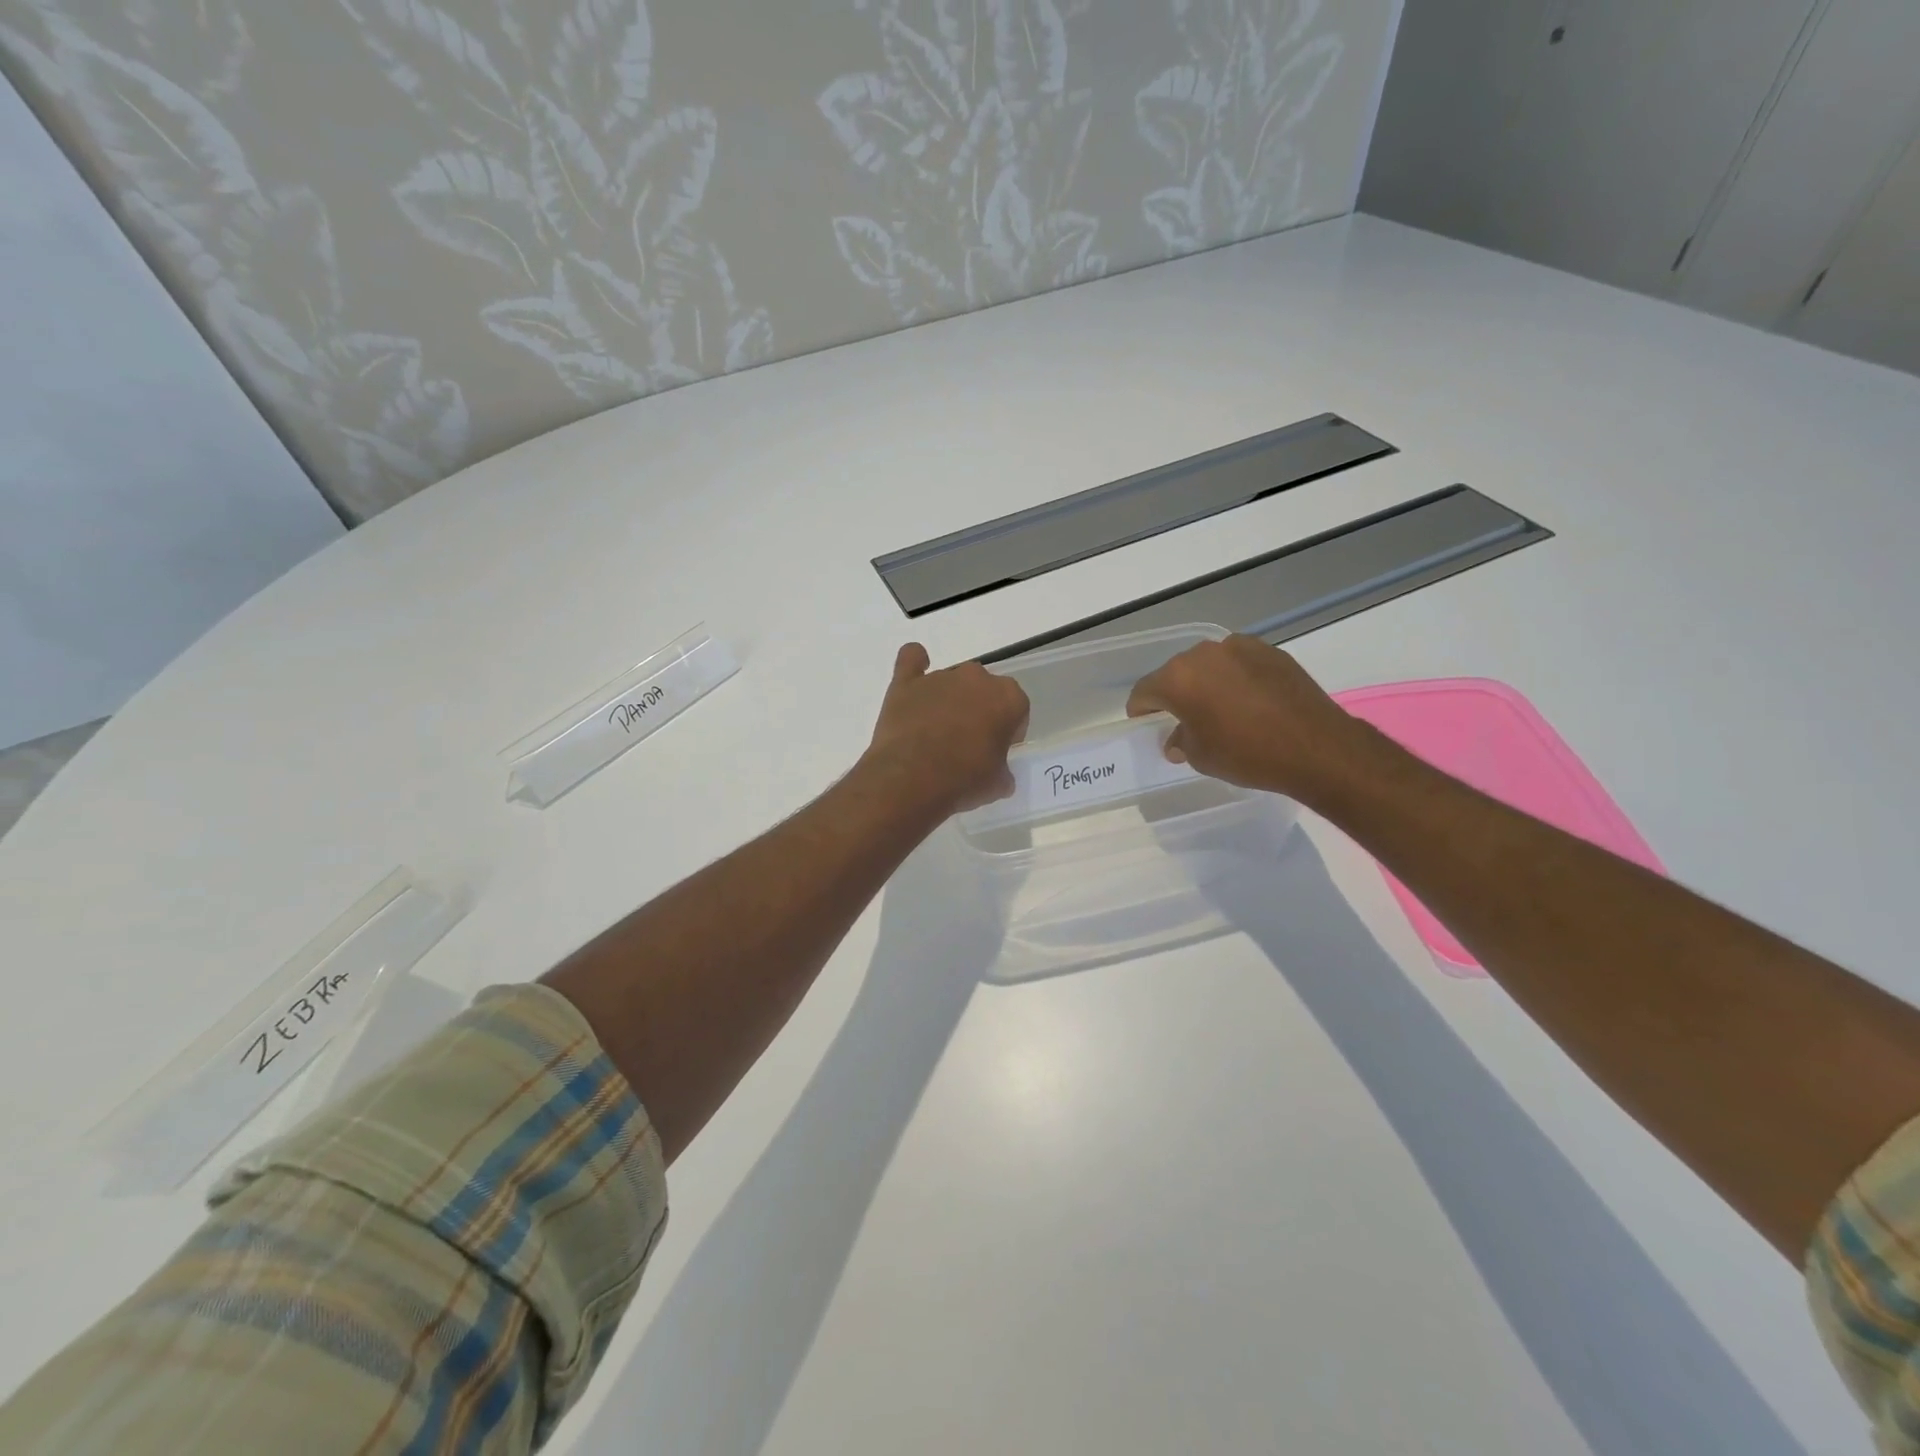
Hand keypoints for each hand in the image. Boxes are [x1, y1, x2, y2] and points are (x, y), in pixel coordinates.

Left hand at [863, 644, 1029, 814]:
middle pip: (984, 690)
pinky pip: (911, 659)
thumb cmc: (964, 780)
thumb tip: (997, 773)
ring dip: (949, 700)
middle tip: (968, 743)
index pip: (1016, 709)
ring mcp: (940, 677)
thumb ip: (1002, 770)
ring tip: (935, 733)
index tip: (997, 750)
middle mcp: (977, 678)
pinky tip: (915, 678)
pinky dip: (915, 664)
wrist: (912, 779)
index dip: (1008, 731)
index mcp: (1008, 697)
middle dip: (980, 710)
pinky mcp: (907, 682)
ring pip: (951, 682)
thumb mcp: (997, 784)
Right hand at [1125, 634, 1367, 799]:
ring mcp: (1239, 648)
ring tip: (1221, 709)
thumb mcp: (1201, 756)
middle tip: (1184, 719)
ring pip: (1209, 665)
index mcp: (1178, 678)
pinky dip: (1235, 678)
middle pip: (1176, 673)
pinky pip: (1239, 663)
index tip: (1146, 724)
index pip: (1145, 691)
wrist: (1316, 747)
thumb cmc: (1247, 755)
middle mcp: (1204, 654)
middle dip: (1175, 694)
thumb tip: (1177, 738)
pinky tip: (1249, 702)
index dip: (1141, 710)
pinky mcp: (1270, 651)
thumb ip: (1180, 741)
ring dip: (1206, 683)